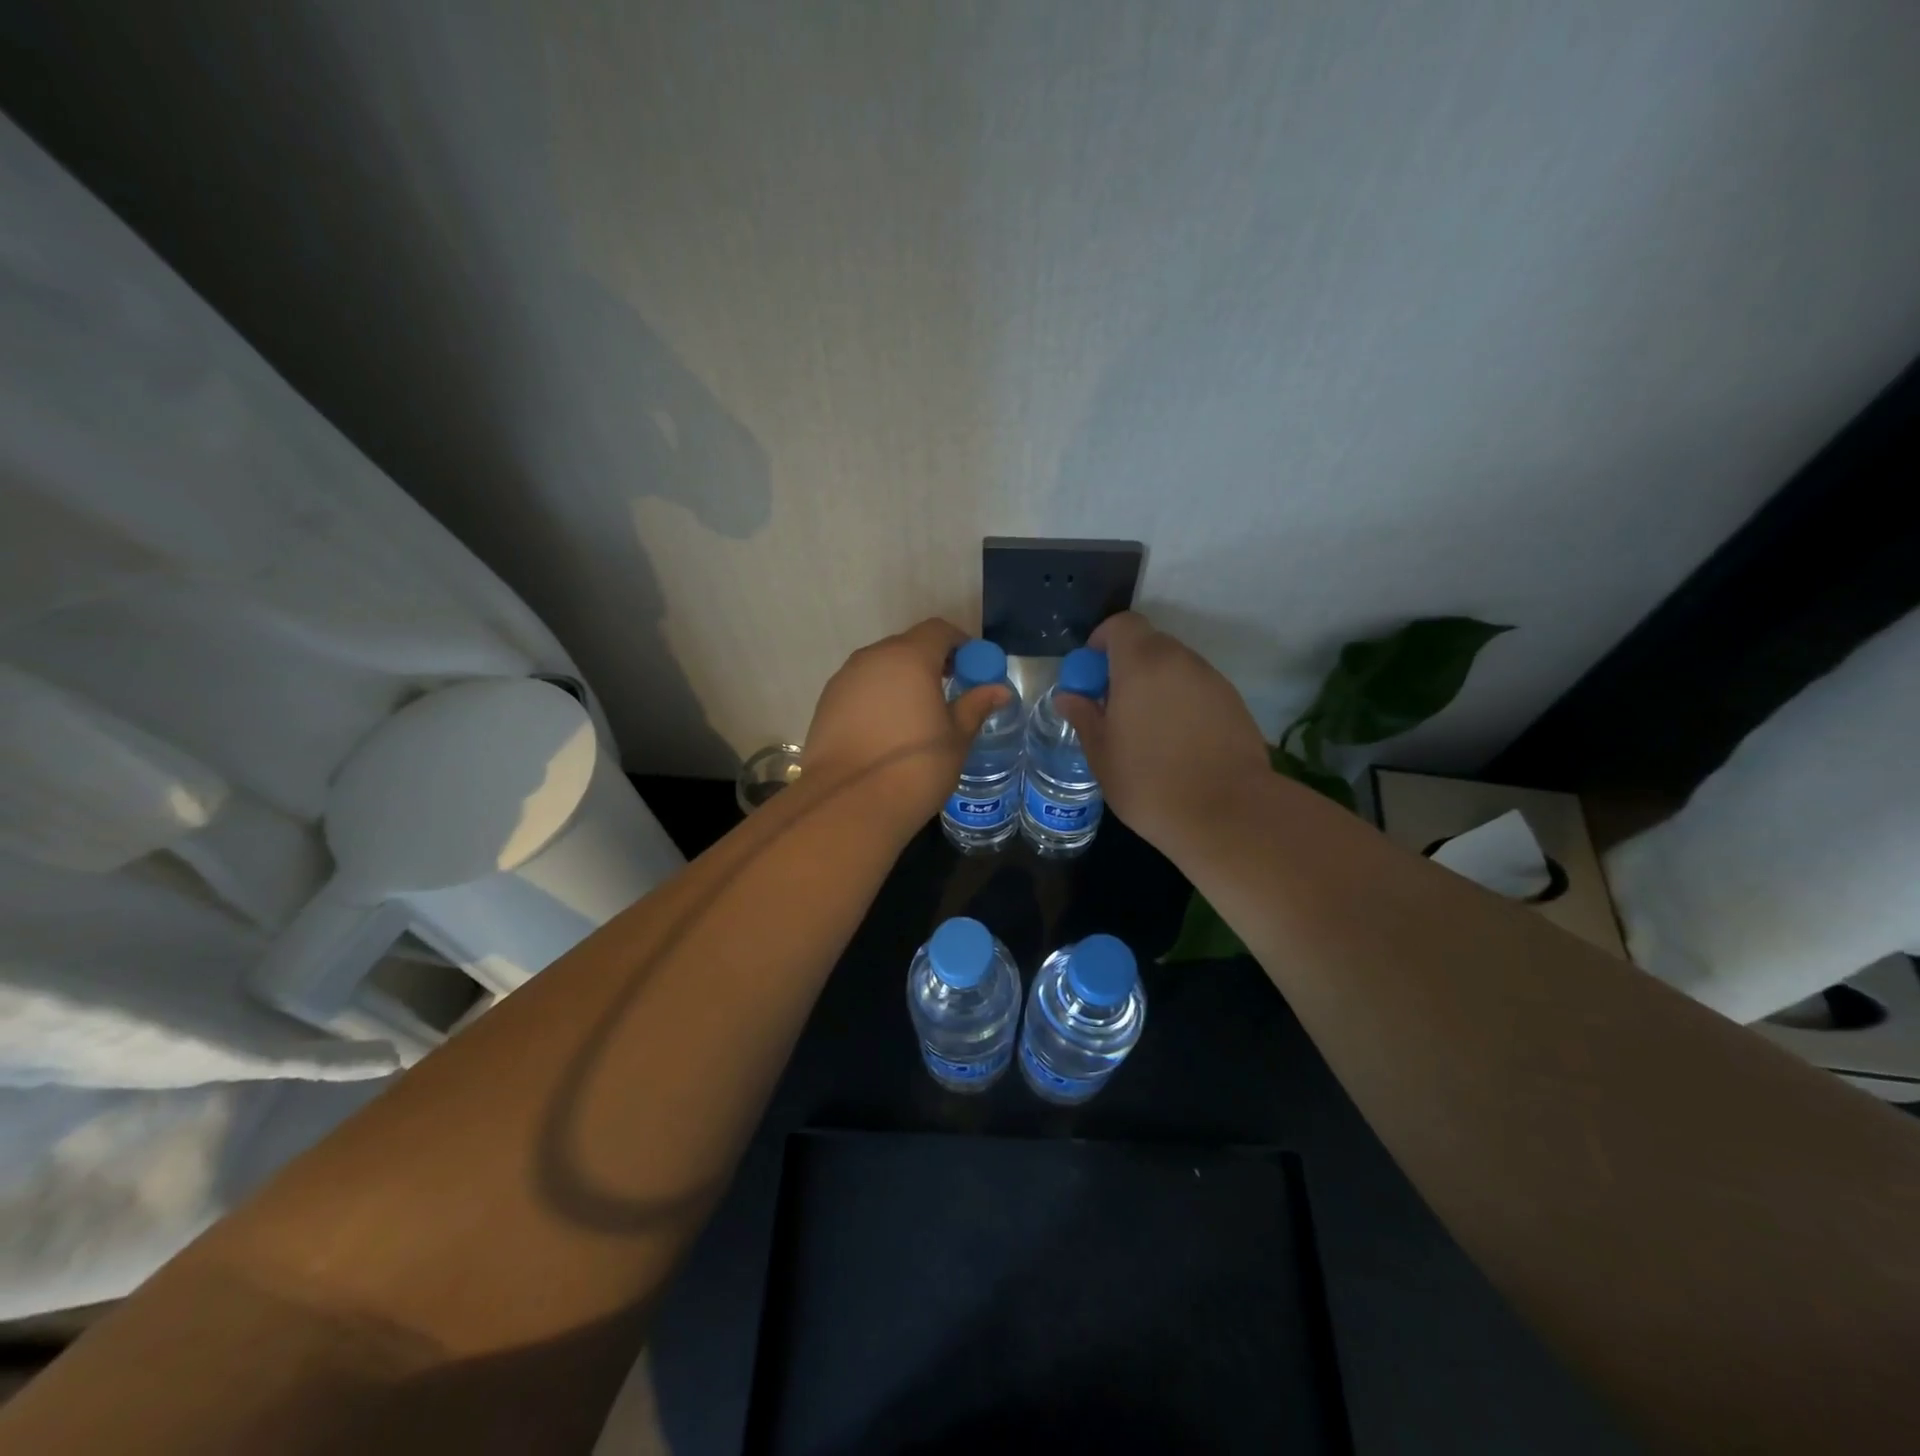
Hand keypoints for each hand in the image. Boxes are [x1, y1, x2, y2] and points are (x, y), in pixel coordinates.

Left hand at [800, 619, 1009, 831]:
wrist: (849, 804)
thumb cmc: (915, 767)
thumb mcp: (956, 738)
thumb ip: (975, 706)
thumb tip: (999, 690)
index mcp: (909, 658)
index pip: (938, 631)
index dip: (959, 644)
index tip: (971, 668)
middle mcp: (872, 658)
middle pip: (906, 646)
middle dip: (930, 662)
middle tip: (948, 691)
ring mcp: (844, 680)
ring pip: (880, 668)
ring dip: (901, 680)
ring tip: (916, 715)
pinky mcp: (825, 704)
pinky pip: (859, 689)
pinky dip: (877, 698)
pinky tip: (886, 731)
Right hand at [1055, 612, 1270, 849]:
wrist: (1227, 813)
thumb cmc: (1149, 783)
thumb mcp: (1102, 754)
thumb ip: (1084, 716)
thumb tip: (1068, 696)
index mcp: (1142, 665)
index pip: (1122, 625)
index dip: (1103, 641)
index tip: (1092, 674)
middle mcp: (1180, 661)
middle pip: (1150, 644)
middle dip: (1127, 666)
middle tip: (1114, 705)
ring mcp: (1212, 680)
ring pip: (1176, 668)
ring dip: (1156, 685)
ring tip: (1147, 729)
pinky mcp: (1234, 703)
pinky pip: (1198, 689)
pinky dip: (1182, 702)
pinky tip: (1178, 742)